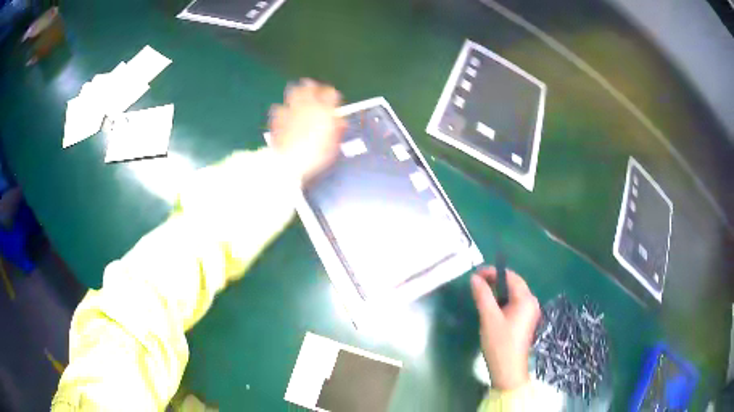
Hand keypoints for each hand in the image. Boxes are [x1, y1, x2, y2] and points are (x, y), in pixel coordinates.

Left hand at [269, 79, 345, 182]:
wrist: (289, 162)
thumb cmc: (316, 155)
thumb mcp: (333, 143)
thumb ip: (337, 128)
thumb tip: (340, 120)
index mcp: (324, 110)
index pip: (330, 92)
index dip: (331, 94)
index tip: (332, 98)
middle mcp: (307, 105)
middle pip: (309, 86)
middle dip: (311, 86)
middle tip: (313, 89)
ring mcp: (290, 109)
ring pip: (292, 91)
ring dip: (296, 92)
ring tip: (297, 96)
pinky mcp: (277, 117)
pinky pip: (279, 107)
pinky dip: (282, 108)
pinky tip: (283, 113)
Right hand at [471, 266, 540, 390]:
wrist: (508, 370)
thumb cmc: (500, 343)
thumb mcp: (489, 318)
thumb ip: (483, 295)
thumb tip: (474, 278)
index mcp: (526, 299)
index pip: (511, 277)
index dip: (493, 272)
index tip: (475, 273)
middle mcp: (531, 303)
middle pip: (513, 285)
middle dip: (495, 281)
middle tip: (476, 283)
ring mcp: (529, 313)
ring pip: (512, 295)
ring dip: (497, 292)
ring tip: (481, 294)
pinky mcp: (524, 322)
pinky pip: (513, 305)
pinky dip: (502, 302)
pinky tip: (490, 309)